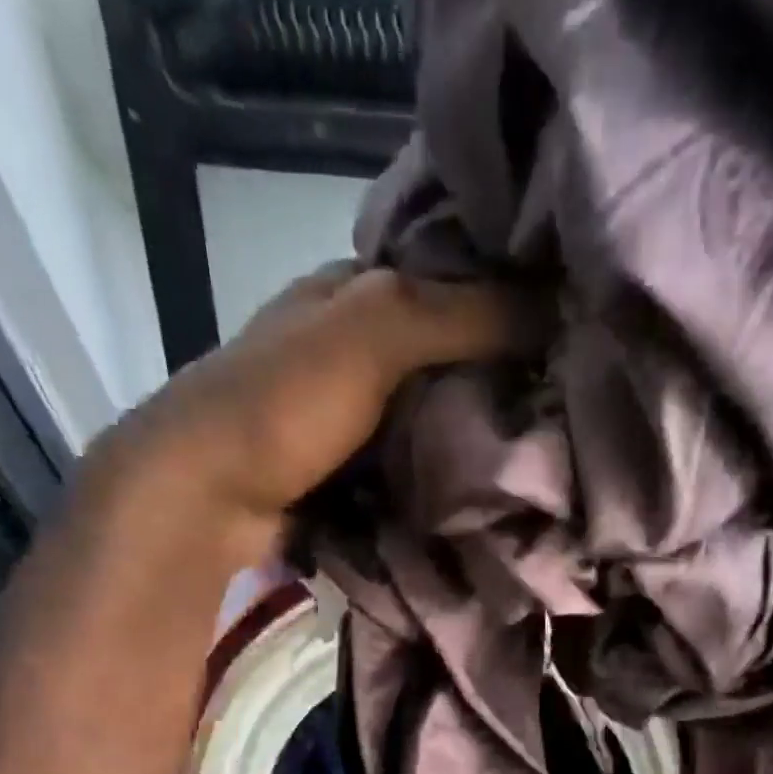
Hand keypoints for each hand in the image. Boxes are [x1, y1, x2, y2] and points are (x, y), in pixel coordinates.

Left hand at [90, 263, 538, 526]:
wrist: (206, 498)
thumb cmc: (283, 403)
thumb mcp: (374, 333)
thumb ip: (459, 314)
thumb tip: (554, 309)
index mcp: (351, 289)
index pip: (447, 275)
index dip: (505, 297)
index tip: (566, 330)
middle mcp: (347, 343)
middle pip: (441, 352)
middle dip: (494, 374)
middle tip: (562, 401)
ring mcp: (343, 412)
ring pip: (427, 411)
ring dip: (471, 431)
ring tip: (538, 446)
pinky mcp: (343, 469)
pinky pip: (409, 462)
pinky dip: (441, 472)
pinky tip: (482, 485)